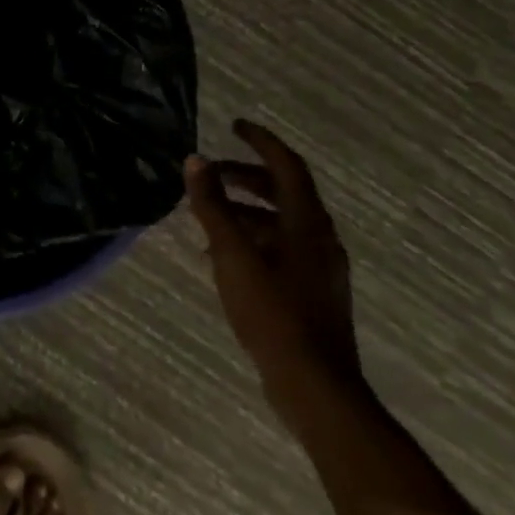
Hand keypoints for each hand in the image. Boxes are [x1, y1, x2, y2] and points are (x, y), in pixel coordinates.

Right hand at [185, 121, 361, 424]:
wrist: (315, 388)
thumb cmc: (274, 313)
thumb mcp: (233, 254)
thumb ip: (213, 206)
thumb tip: (195, 160)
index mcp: (307, 222)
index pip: (286, 165)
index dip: (261, 141)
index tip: (234, 126)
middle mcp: (319, 238)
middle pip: (283, 192)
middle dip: (246, 177)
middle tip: (211, 173)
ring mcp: (319, 268)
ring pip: (280, 222)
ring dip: (245, 211)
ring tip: (207, 216)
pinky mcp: (312, 293)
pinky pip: (280, 249)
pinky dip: (252, 239)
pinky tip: (223, 258)